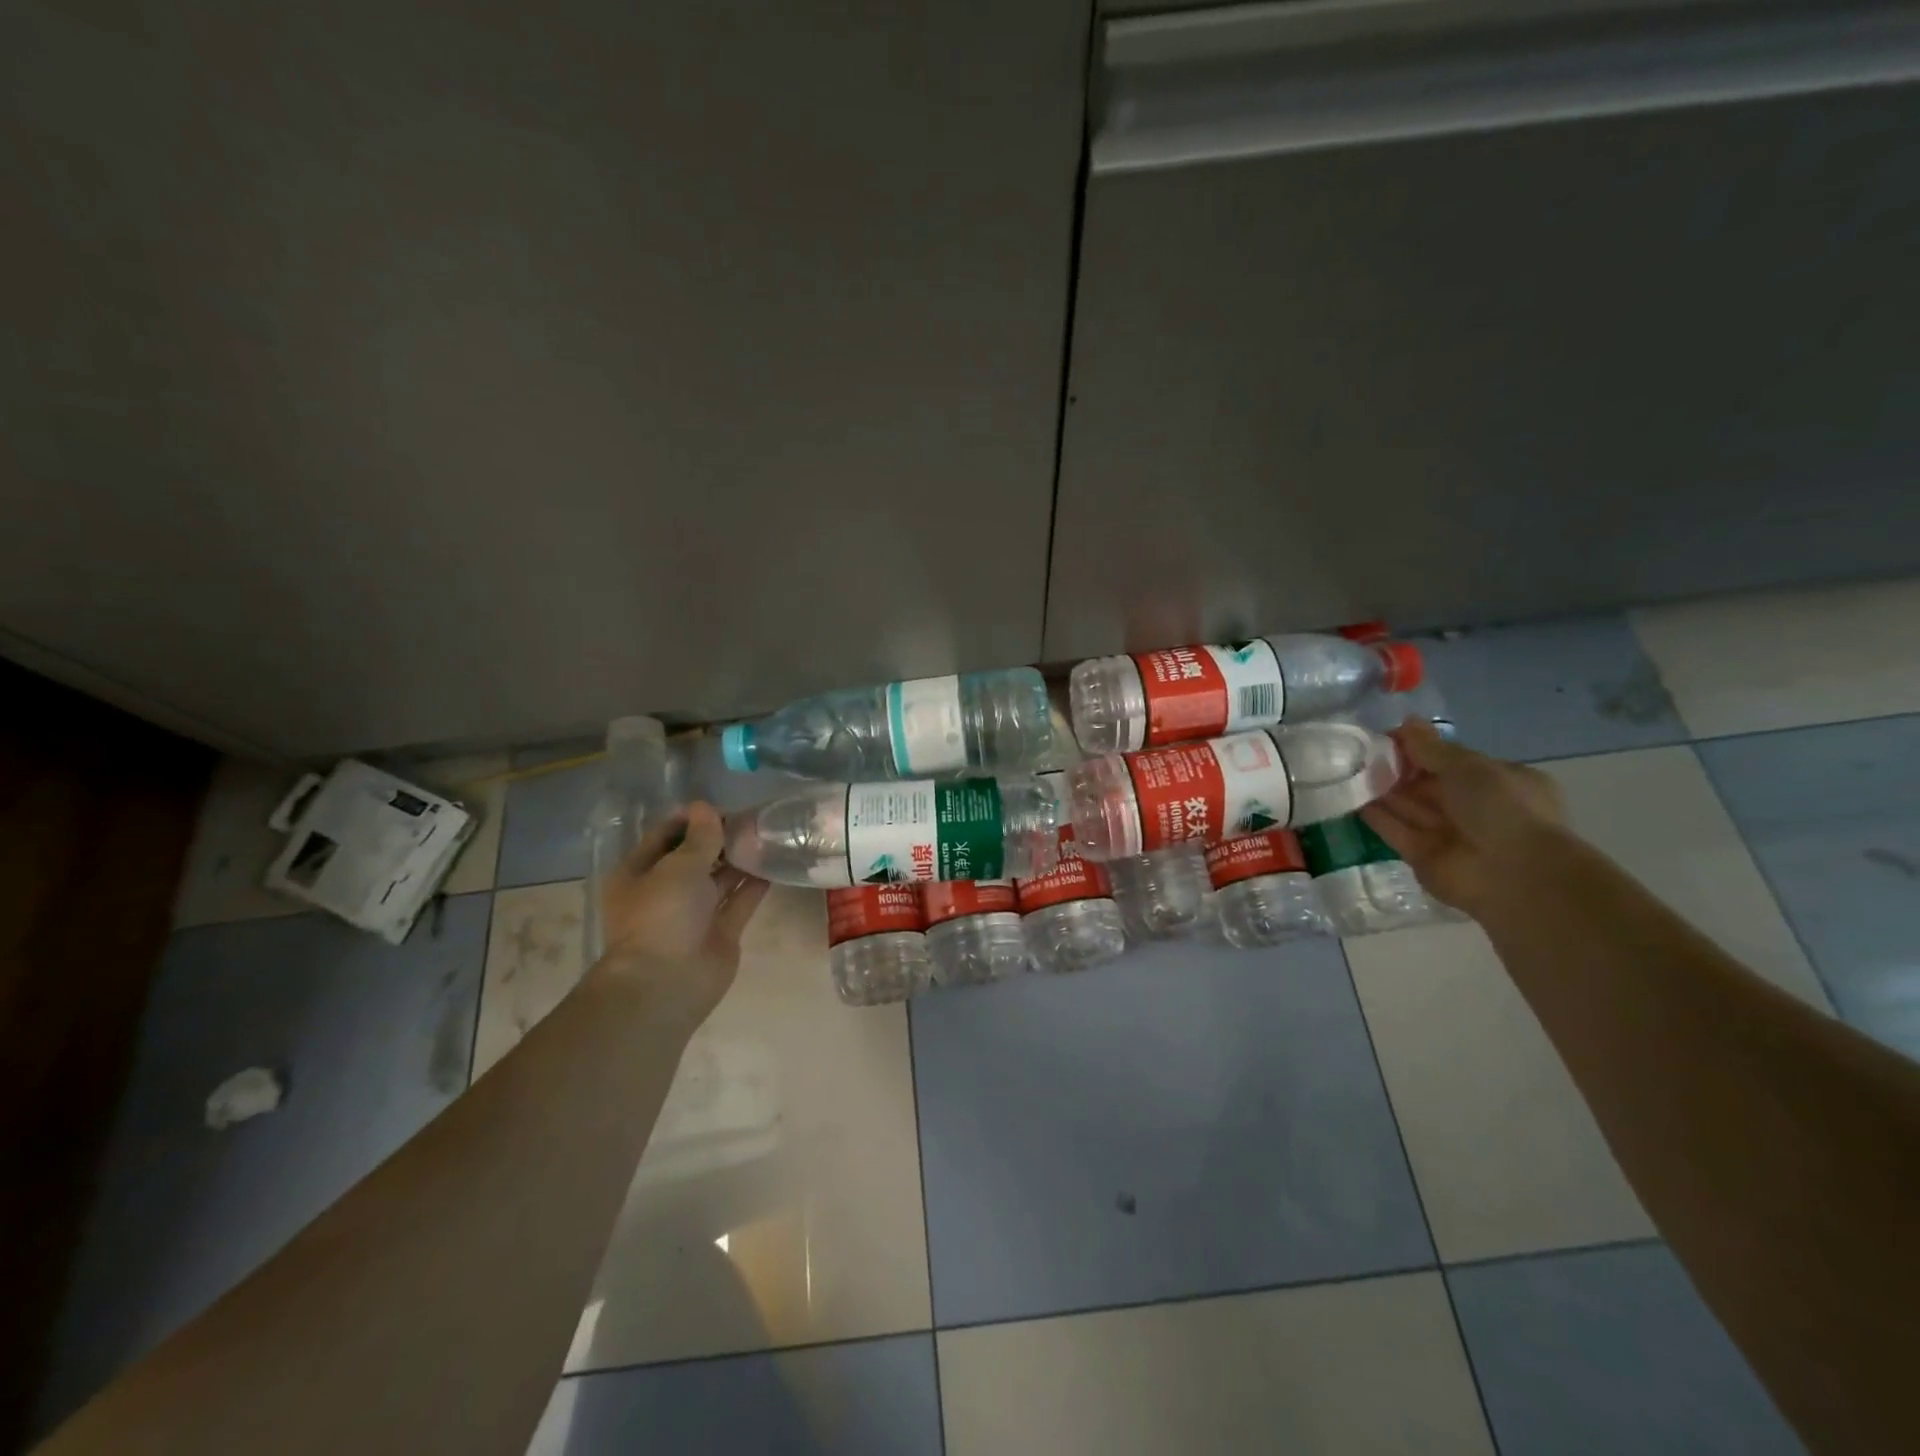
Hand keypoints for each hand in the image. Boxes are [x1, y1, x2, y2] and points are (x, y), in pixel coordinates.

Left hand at [596, 802, 769, 1019]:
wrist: (668, 983)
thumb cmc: (663, 916)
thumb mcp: (679, 867)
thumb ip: (700, 837)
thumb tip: (706, 807)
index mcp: (639, 873)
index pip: (666, 836)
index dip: (692, 819)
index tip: (723, 806)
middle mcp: (665, 891)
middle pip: (695, 856)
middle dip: (720, 838)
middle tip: (753, 818)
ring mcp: (694, 914)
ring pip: (720, 879)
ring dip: (740, 859)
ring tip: (768, 835)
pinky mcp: (720, 932)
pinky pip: (740, 902)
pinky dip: (755, 884)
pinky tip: (774, 863)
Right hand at [1361, 720, 1567, 915]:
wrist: (1513, 874)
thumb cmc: (1502, 809)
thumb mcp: (1469, 767)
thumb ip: (1431, 748)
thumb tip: (1406, 721)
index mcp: (1496, 782)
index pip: (1451, 762)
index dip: (1420, 749)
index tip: (1388, 738)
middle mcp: (1473, 809)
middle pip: (1426, 785)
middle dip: (1396, 770)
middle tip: (1359, 754)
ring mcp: (1448, 835)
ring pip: (1409, 807)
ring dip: (1382, 791)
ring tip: (1347, 771)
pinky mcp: (1423, 857)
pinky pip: (1396, 831)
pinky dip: (1376, 817)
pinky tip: (1351, 799)